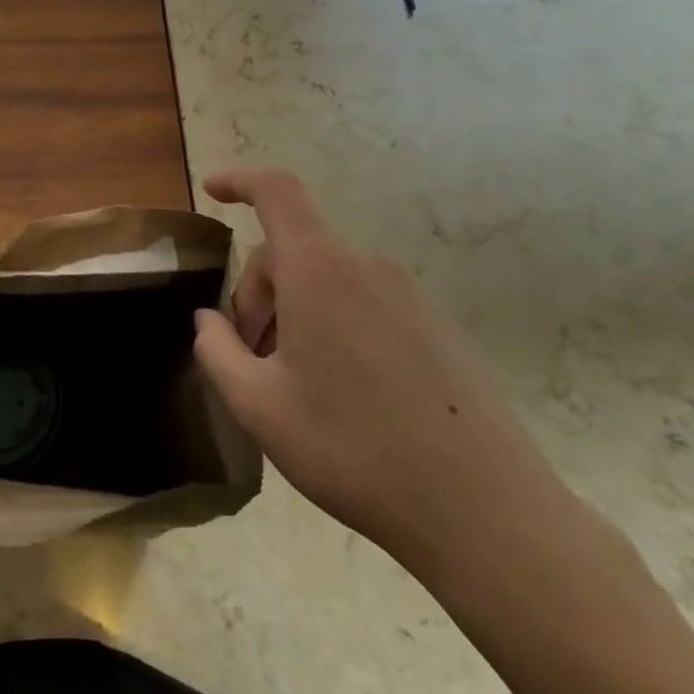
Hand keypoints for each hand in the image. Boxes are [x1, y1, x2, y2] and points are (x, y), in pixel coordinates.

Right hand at [193, 169, 574, 581]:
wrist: (485, 513)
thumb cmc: (352, 449)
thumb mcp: (257, 406)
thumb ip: (216, 350)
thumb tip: (209, 320)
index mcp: (319, 271)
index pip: (276, 192)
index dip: (239, 180)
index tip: (211, 190)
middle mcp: (366, 268)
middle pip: (292, 252)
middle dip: (257, 294)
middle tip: (250, 358)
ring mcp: (410, 297)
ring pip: (327, 281)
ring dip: (294, 314)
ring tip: (294, 384)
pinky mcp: (437, 328)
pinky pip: (364, 304)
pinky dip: (333, 326)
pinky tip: (342, 395)